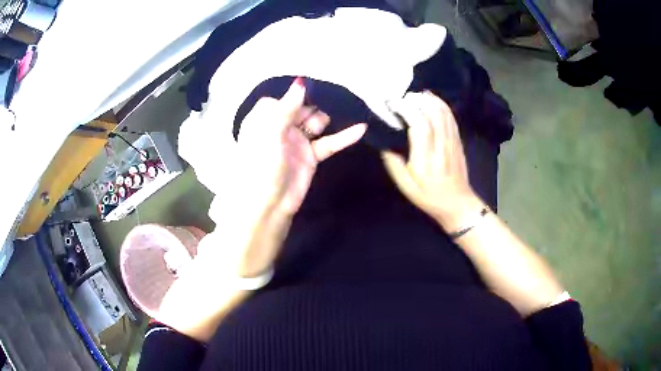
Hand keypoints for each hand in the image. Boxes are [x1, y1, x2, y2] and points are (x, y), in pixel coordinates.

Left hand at [234, 77, 366, 216]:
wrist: (268, 204)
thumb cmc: (262, 165)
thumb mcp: (271, 132)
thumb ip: (287, 107)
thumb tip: (301, 81)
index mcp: (264, 118)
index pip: (282, 98)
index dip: (295, 95)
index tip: (313, 86)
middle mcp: (281, 126)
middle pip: (303, 108)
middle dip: (315, 104)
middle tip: (330, 100)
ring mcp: (298, 141)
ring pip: (317, 122)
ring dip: (327, 118)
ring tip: (338, 114)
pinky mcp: (311, 155)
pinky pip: (329, 142)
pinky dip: (344, 137)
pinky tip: (361, 128)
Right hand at [382, 92, 479, 230]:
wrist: (458, 204)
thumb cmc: (428, 197)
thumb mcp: (405, 186)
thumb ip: (393, 162)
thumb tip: (384, 140)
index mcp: (426, 160)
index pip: (420, 125)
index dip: (407, 109)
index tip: (393, 104)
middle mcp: (441, 146)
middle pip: (433, 112)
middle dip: (415, 99)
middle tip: (401, 98)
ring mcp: (452, 141)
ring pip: (443, 111)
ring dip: (427, 98)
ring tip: (413, 96)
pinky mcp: (458, 139)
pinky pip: (450, 115)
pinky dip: (439, 103)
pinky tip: (429, 100)